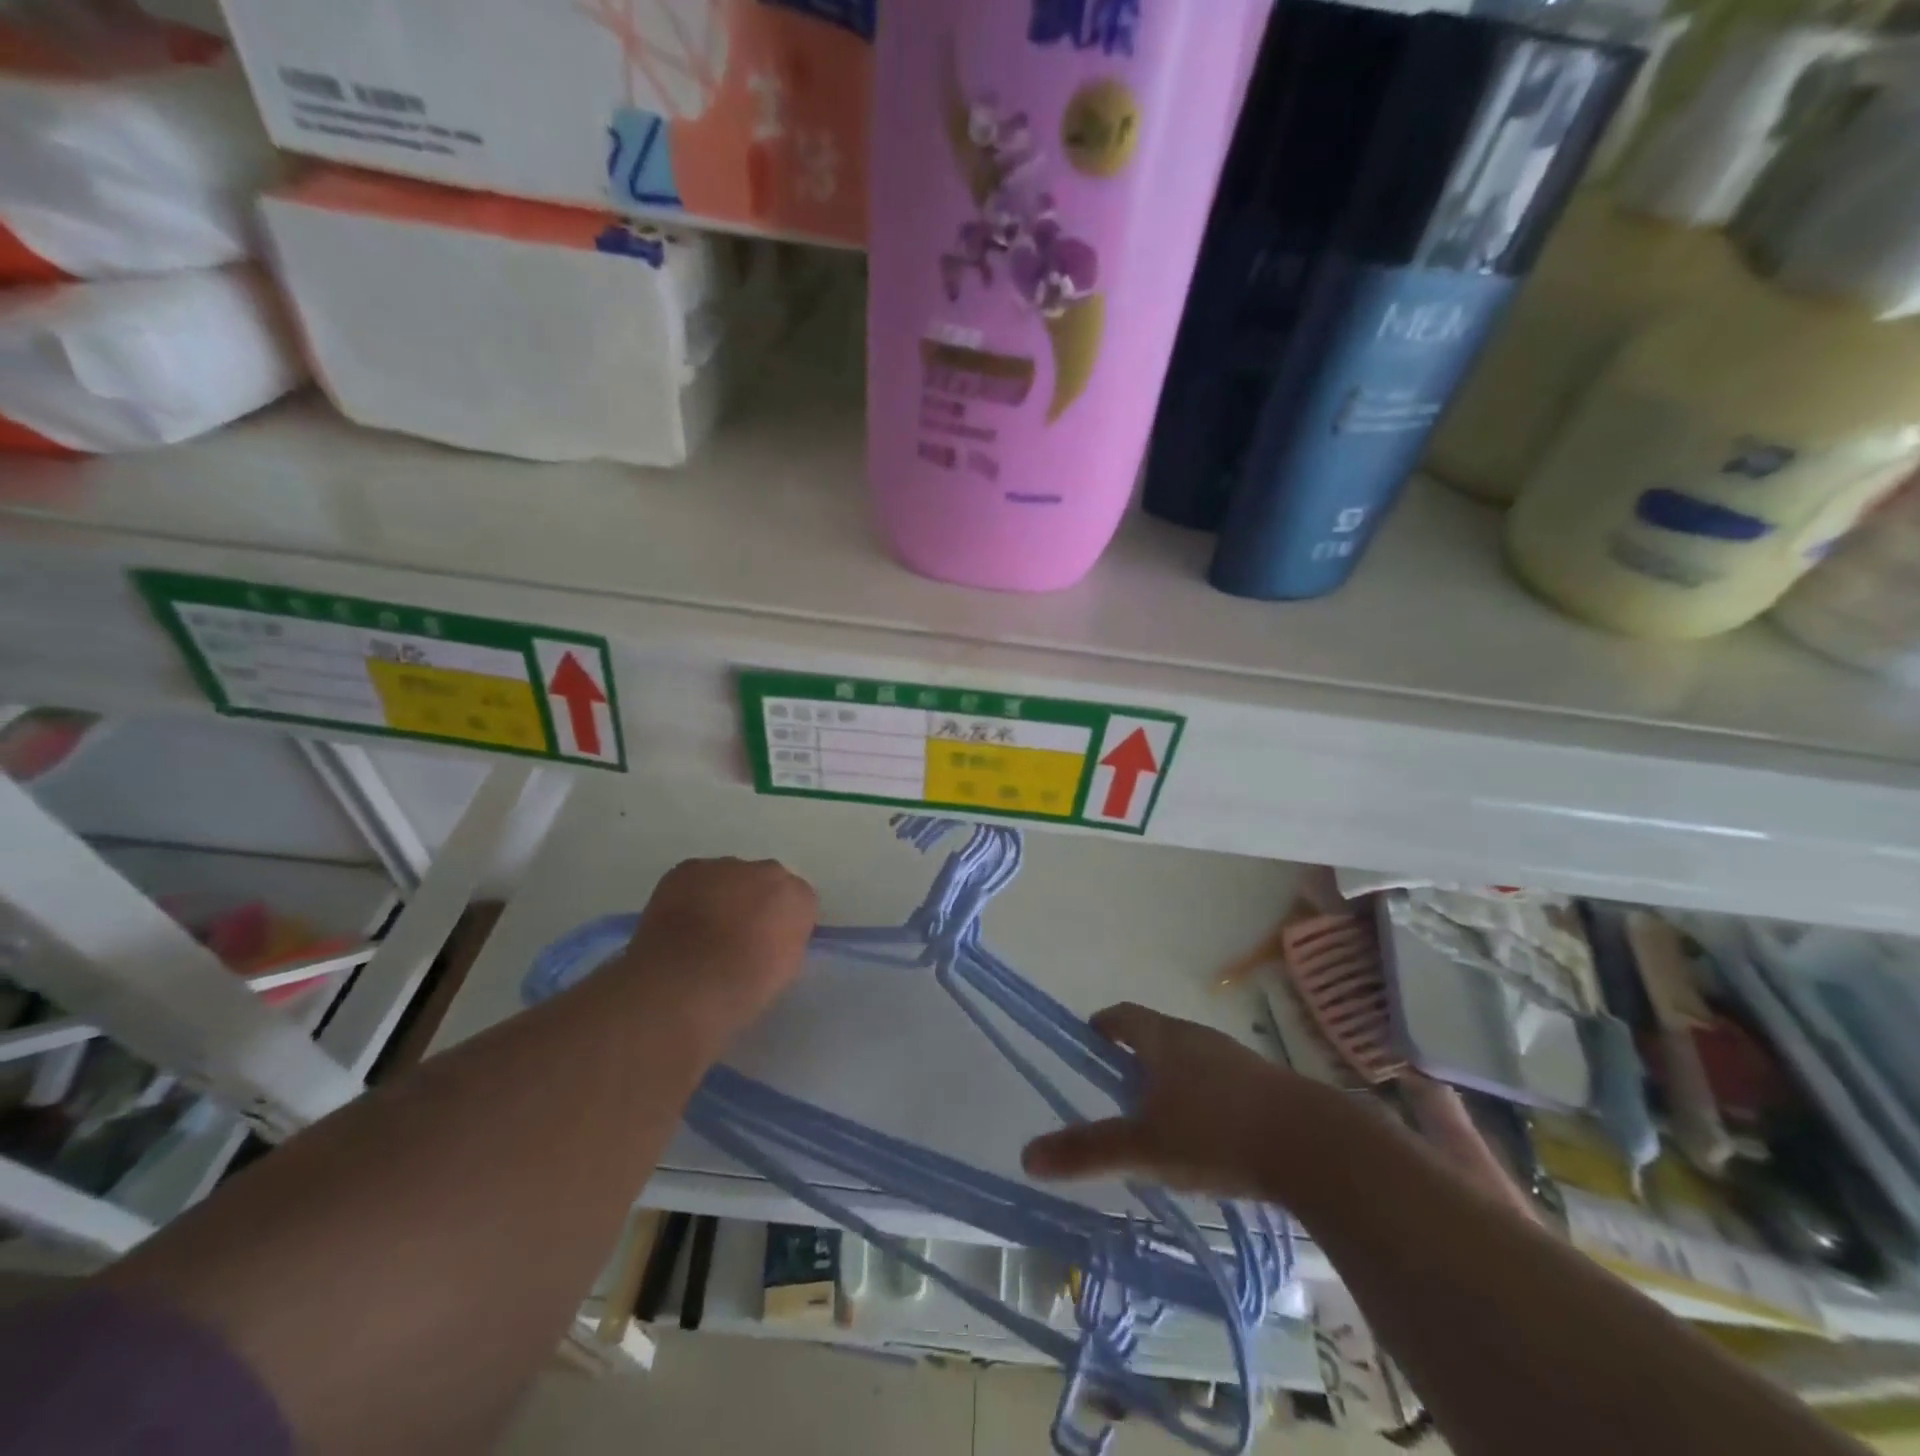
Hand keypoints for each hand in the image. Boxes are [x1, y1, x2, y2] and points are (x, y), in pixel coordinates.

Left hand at [619, 858, 818, 1034]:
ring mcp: (726, 866)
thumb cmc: (742, 988)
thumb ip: (785, 940)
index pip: (798, 901)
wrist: (685, 984)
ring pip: (729, 877)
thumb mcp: (784, 971)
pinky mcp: (688, 868)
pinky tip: (678, 922)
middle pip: (766, 881)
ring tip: (701, 931)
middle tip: (736, 934)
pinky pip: (696, 878)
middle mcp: (768, 872)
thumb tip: (772, 936)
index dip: (781, 922)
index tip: (768, 943)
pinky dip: (690, 895)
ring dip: (722, 896)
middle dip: (754, 901)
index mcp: (798, 898)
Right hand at [1021, 1003, 1346, 1202]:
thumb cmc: (1215, 1133)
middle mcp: (1196, 1037)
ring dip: (1170, 1077)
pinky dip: (1203, 1096)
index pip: (1122, 1016)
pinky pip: (1220, 1080)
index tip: (1090, 1044)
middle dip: (1134, 1057)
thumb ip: (1087, 1150)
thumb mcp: (1144, 1147)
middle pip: (1156, 1035)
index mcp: (1163, 1038)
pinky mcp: (1264, 1083)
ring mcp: (1234, 1058)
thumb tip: (1027, 1155)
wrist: (1313, 1145)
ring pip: (1189, 1058)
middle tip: (1118, 1090)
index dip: (1102, 1027)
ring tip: (1160, 1118)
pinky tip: (1208, 1137)